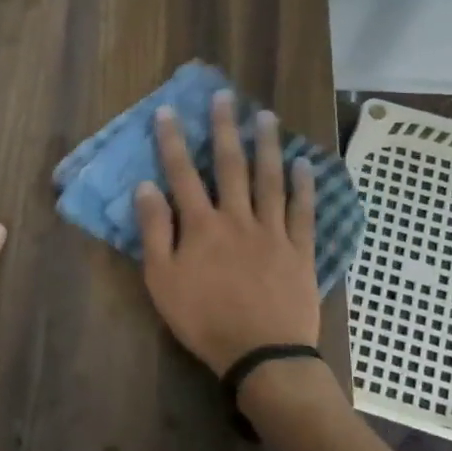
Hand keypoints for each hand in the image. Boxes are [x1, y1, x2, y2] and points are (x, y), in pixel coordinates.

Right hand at [134, 92, 318, 374]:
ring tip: (267, 116)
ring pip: (270, 179)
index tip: (168, 111)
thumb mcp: (163, 281)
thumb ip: (155, 231)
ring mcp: (273, 231)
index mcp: (202, 225)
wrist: (262, 355)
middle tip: (225, 96)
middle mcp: (238, 218)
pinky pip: (304, 211)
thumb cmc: (204, 320)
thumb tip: (146, 186)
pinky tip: (304, 164)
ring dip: (267, 145)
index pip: (183, 173)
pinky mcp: (300, 250)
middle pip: (231, 165)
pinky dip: (304, 186)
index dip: (173, 141)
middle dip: (225, 128)